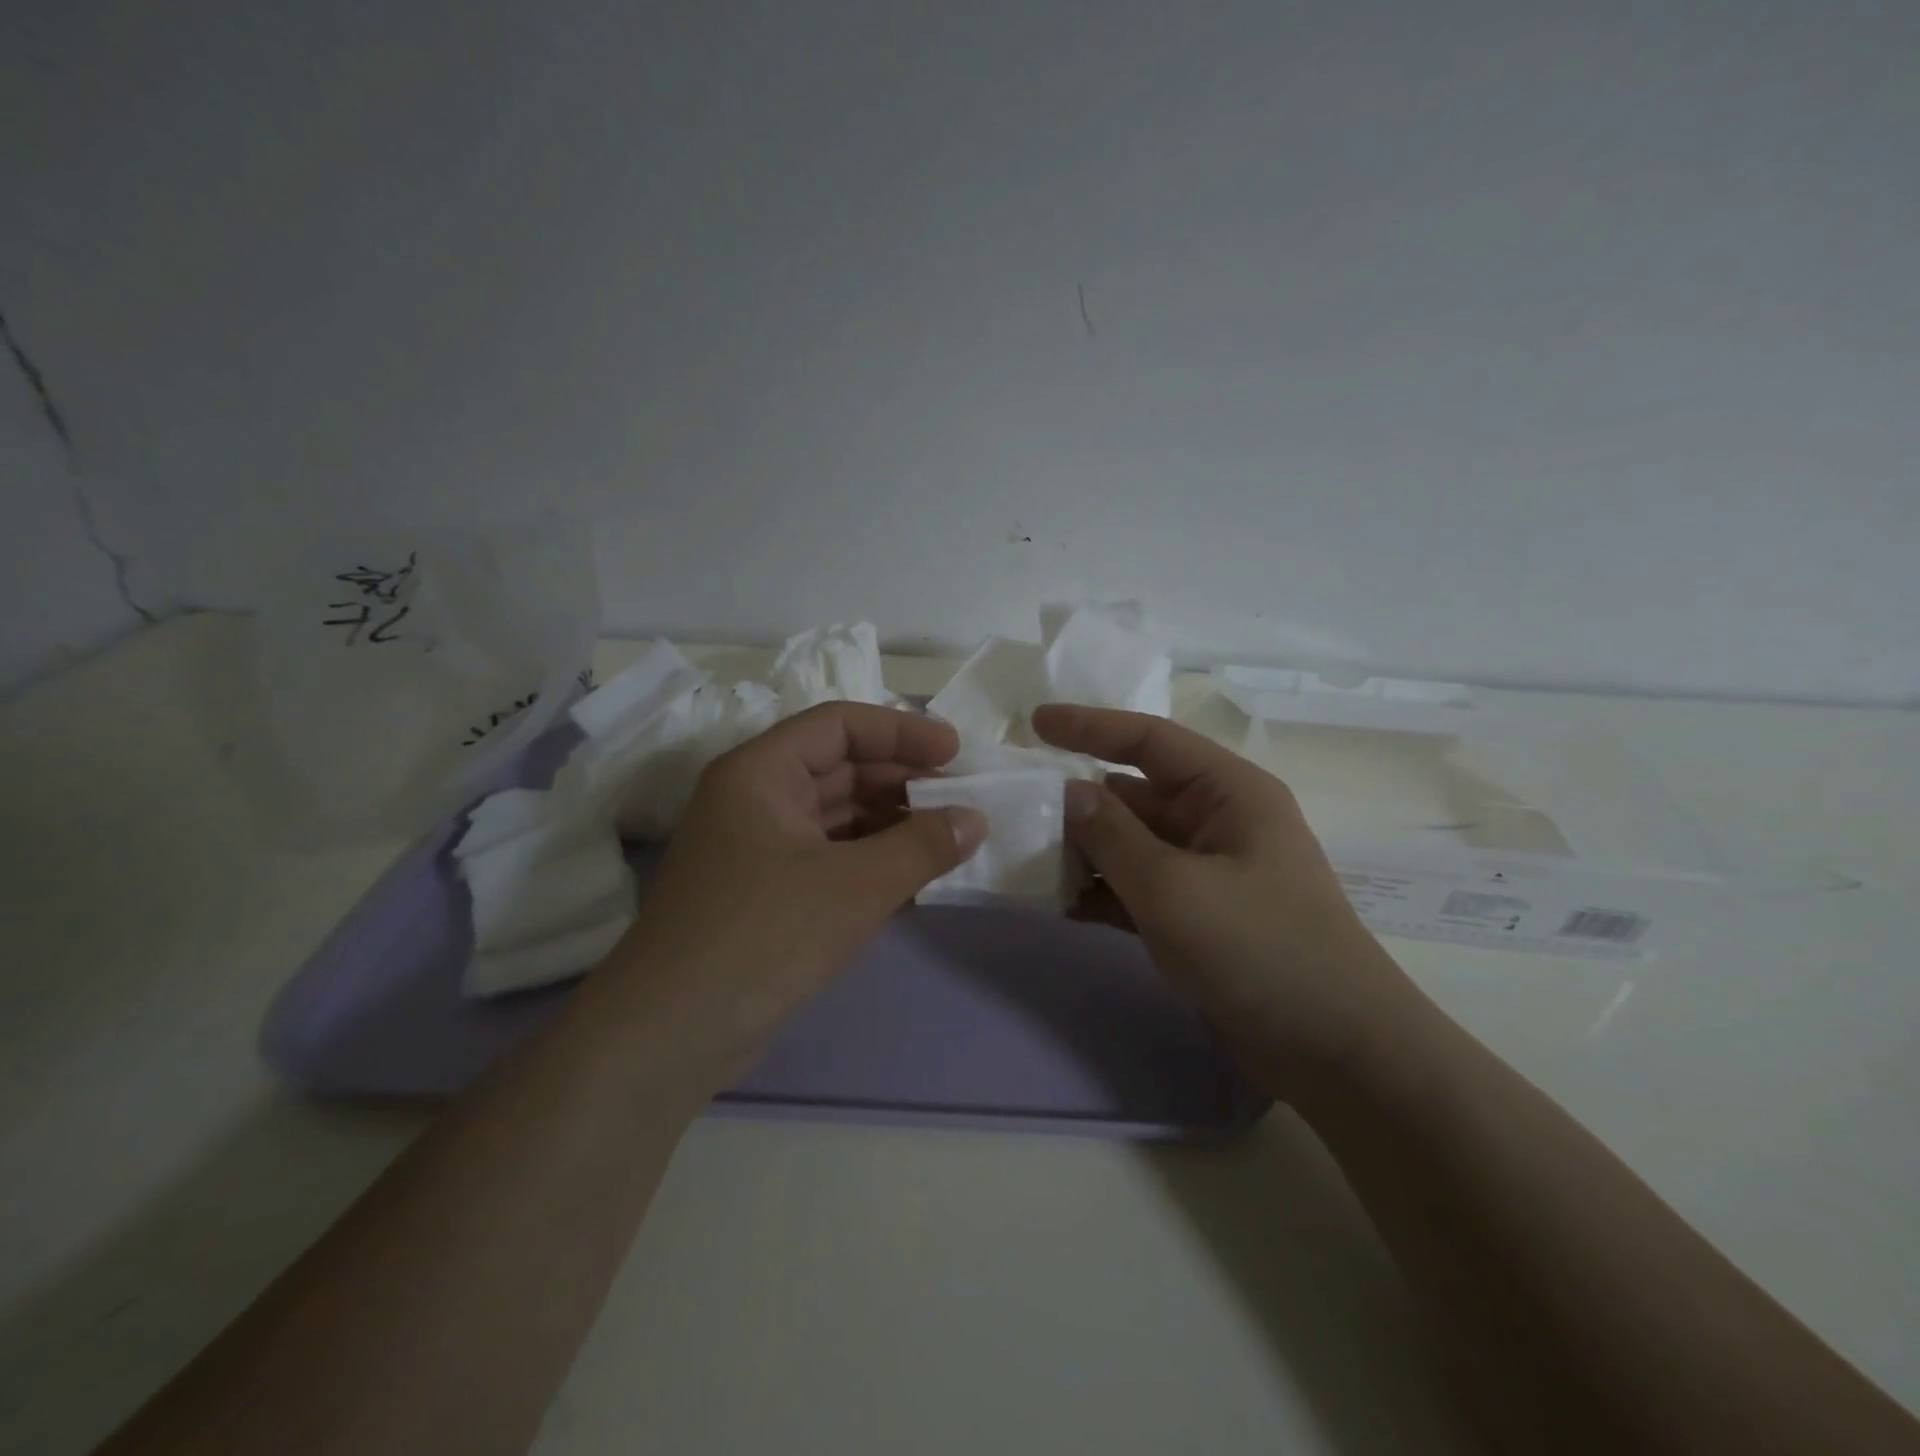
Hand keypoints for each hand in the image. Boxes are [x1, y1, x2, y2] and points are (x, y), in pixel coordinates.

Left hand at [602, 702, 985, 1082]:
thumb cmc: (765, 934)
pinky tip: (910, 873)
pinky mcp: (763, 890)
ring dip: (890, 821)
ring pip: (835, 814)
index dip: (901, 731)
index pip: (839, 725)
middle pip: (838, 767)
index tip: (955, 751)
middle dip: (901, 779)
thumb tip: (976, 819)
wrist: (672, 1032)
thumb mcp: (856, 885)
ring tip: (946, 837)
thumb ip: (922, 846)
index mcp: (761, 771)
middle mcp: (753, 797)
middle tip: (959, 799)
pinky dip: (869, 857)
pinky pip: (827, 854)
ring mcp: (755, 846)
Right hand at [1032, 704, 1421, 1093]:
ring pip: (1132, 844)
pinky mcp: (1199, 917)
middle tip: (1017, 812)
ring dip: (1086, 852)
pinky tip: (1061, 905)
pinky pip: (1139, 888)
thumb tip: (1069, 792)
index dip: (1090, 726)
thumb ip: (1112, 836)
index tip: (1034, 724)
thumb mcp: (1173, 887)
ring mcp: (1208, 872)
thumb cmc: (1258, 949)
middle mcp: (1218, 822)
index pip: (1150, 740)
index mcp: (1228, 792)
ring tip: (1027, 861)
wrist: (1335, 1052)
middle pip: (1135, 794)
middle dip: (1079, 802)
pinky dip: (1104, 893)